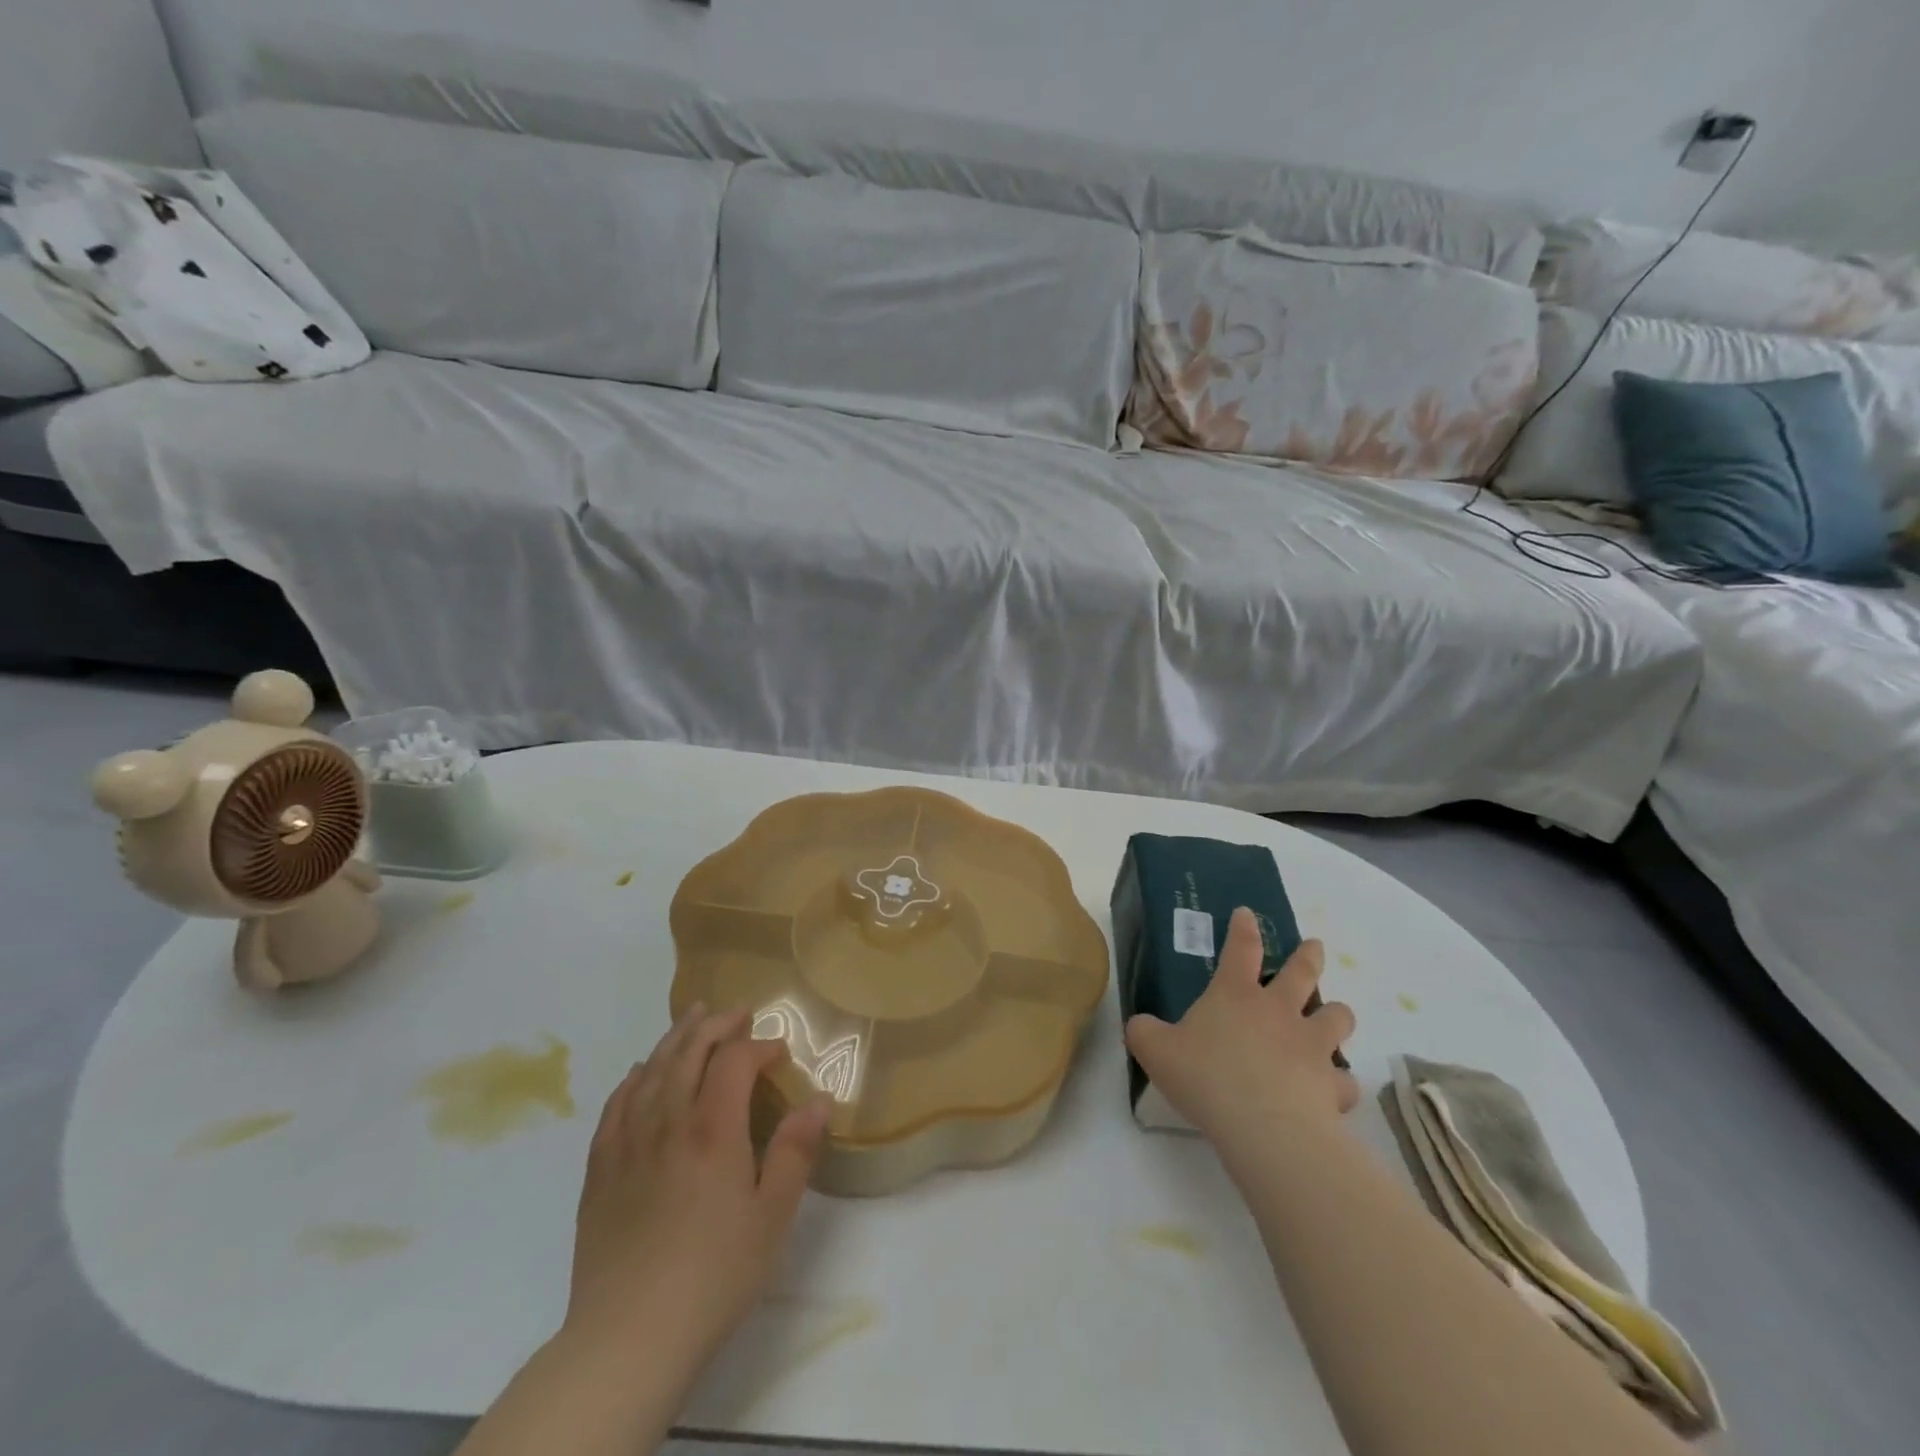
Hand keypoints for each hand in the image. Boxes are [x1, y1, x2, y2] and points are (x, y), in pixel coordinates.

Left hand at [564, 1005, 830, 1369]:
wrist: (628, 1338)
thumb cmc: (714, 1275)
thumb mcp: (772, 1216)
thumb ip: (795, 1152)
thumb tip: (819, 1100)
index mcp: (712, 1129)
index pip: (734, 1061)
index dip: (759, 1046)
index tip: (779, 1051)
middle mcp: (668, 1122)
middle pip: (688, 1052)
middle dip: (715, 1025)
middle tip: (736, 1013)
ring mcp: (627, 1144)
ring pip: (649, 1070)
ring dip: (674, 1039)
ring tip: (691, 1019)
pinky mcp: (600, 1171)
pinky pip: (614, 1107)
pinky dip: (631, 1080)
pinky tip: (637, 1073)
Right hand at [1125, 908, 1359, 1150]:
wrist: (1265, 1128)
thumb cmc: (1206, 1078)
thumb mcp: (1155, 1051)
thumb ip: (1145, 1032)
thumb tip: (1140, 1026)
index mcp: (1235, 995)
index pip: (1240, 949)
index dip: (1243, 929)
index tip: (1248, 914)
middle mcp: (1279, 1011)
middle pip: (1302, 972)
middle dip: (1309, 956)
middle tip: (1315, 946)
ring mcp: (1312, 1045)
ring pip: (1337, 1017)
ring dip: (1337, 1013)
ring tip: (1335, 1015)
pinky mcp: (1333, 1084)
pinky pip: (1344, 1081)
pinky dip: (1340, 1084)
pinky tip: (1333, 1092)